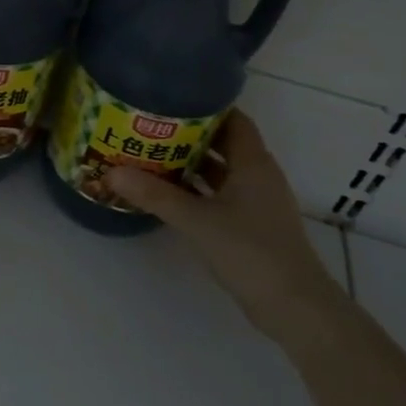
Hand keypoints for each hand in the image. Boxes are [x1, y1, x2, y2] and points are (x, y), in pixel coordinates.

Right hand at [106, 109, 345, 342]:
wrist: (293, 307)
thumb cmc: (251, 252)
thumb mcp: (197, 220)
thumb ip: (155, 195)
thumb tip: (112, 171)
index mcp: (253, 164)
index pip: (234, 120)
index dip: (206, 107)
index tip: (170, 99)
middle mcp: (257, 176)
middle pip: (222, 144)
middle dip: (188, 135)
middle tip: (148, 125)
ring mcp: (255, 202)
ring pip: (219, 171)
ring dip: (189, 163)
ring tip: (149, 153)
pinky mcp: (249, 225)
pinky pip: (217, 194)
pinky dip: (194, 189)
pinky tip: (165, 192)